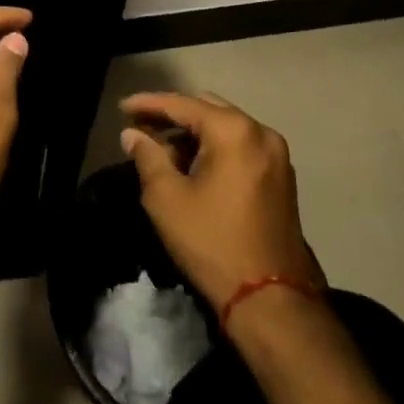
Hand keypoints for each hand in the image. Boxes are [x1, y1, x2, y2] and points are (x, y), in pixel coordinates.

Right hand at [119, 93, 324, 317]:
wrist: (270, 300)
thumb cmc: (212, 242)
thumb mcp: (166, 198)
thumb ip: (147, 156)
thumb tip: (133, 134)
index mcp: (234, 131)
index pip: (182, 104)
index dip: (148, 103)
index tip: (122, 107)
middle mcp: (261, 133)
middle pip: (207, 109)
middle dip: (172, 116)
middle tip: (140, 127)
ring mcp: (276, 156)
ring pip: (225, 128)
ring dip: (193, 133)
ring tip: (161, 149)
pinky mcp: (281, 178)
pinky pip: (241, 147)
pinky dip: (214, 148)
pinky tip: (191, 164)